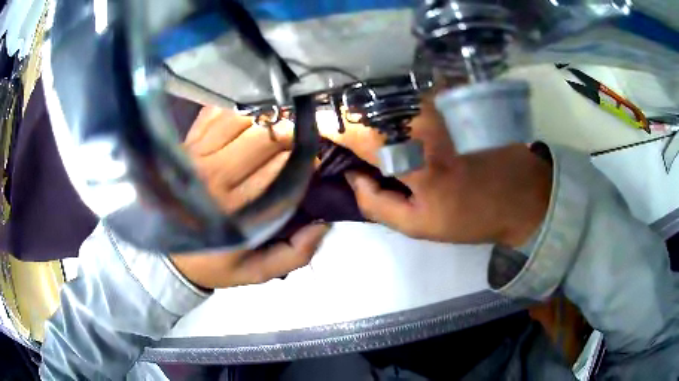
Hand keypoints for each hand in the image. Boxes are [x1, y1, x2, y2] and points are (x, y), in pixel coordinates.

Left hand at [171, 107, 327, 288]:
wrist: (171, 255)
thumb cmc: (215, 262)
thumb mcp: (257, 272)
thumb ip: (295, 254)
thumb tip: (323, 224)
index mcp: (238, 210)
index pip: (284, 171)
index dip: (308, 159)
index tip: (318, 158)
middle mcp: (217, 178)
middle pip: (265, 137)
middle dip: (292, 131)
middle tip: (303, 134)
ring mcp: (198, 156)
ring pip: (241, 118)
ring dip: (266, 114)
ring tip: (280, 119)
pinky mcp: (187, 144)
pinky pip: (213, 113)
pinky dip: (235, 107)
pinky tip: (250, 111)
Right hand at [319, 94, 551, 246]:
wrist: (521, 195)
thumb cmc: (470, 216)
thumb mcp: (418, 225)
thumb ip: (376, 203)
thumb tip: (350, 176)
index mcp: (412, 155)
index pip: (354, 131)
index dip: (326, 128)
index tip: (309, 133)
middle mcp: (423, 118)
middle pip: (367, 106)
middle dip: (346, 118)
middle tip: (339, 135)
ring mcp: (440, 102)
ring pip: (388, 97)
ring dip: (370, 110)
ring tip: (367, 130)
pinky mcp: (453, 98)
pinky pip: (411, 95)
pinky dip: (394, 104)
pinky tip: (395, 120)